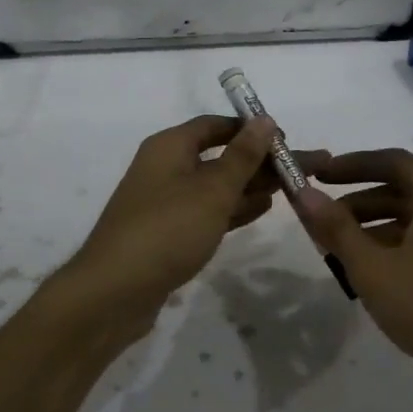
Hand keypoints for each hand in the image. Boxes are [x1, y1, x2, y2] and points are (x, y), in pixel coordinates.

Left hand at [64, 115, 300, 333]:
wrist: (115, 291)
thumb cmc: (167, 229)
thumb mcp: (212, 190)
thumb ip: (242, 156)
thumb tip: (263, 120)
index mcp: (169, 147)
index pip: (214, 125)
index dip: (248, 129)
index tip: (283, 139)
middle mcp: (165, 168)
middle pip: (217, 156)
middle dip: (256, 161)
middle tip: (297, 168)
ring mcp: (165, 203)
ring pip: (214, 186)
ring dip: (248, 186)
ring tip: (288, 188)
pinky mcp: (167, 233)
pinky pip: (206, 212)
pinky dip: (232, 209)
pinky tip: (260, 209)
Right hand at [296, 149, 412, 391]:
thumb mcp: (373, 267)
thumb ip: (336, 228)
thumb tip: (304, 193)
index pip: (392, 161)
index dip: (351, 165)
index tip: (319, 177)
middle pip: (402, 190)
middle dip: (358, 203)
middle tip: (322, 221)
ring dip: (374, 229)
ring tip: (338, 253)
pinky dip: (395, 249)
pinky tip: (372, 277)